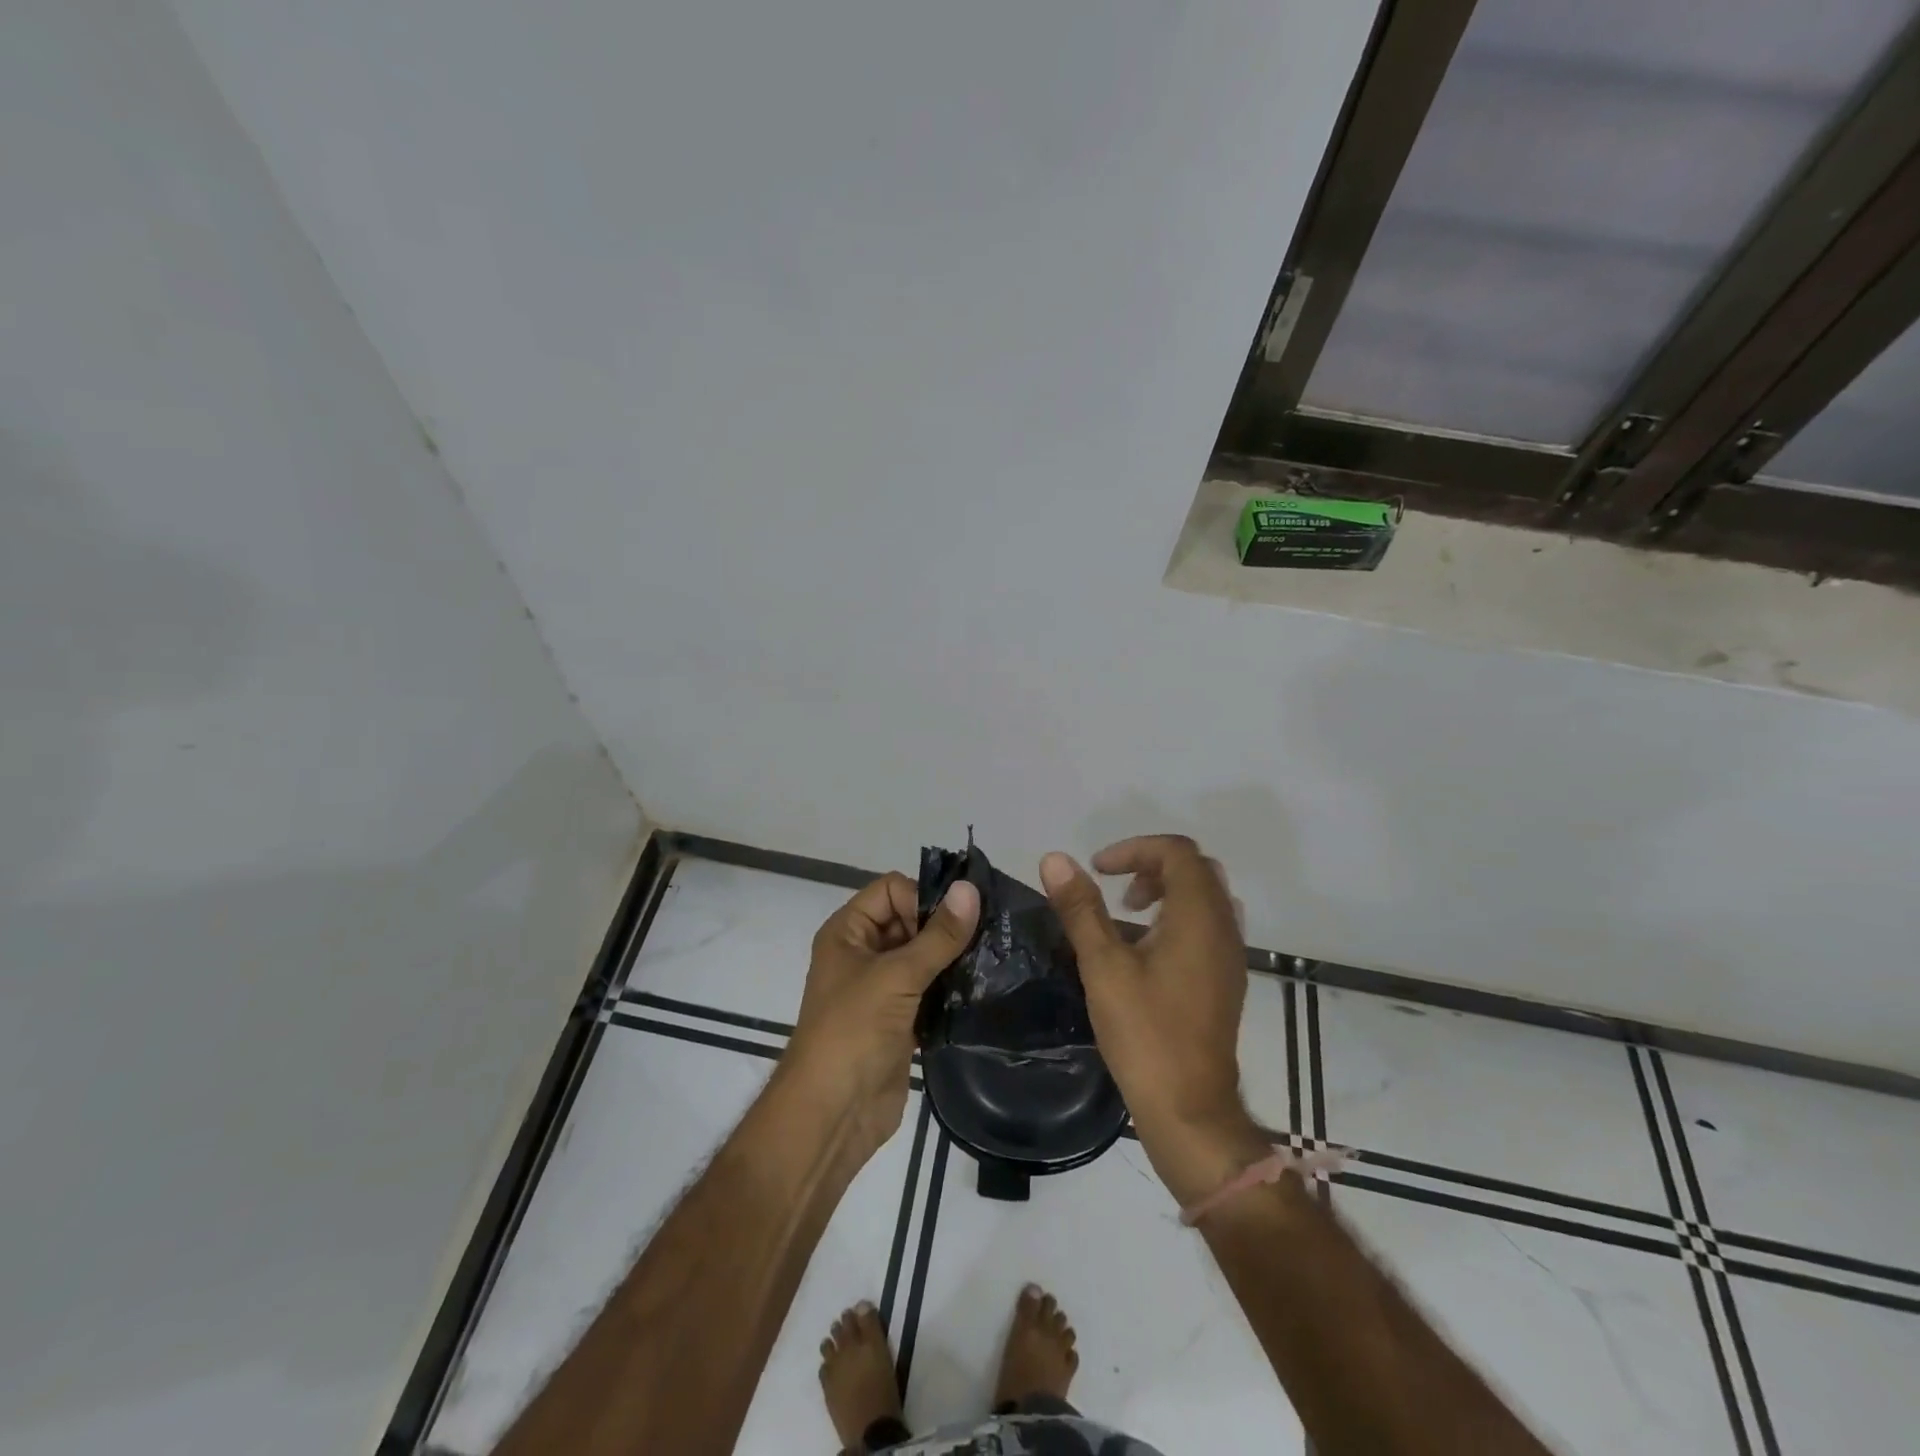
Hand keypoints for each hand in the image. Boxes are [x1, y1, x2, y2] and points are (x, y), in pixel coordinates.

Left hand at [784, 872, 978, 1159]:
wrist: (833, 1115)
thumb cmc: (852, 1032)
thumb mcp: (896, 977)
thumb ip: (938, 936)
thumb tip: (970, 889)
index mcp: (848, 932)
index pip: (891, 890)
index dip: (922, 898)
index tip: (955, 921)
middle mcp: (863, 953)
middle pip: (910, 920)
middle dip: (944, 927)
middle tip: (987, 935)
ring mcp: (882, 988)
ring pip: (924, 957)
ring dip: (953, 958)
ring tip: (991, 959)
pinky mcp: (901, 1019)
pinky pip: (931, 990)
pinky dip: (952, 988)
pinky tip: (983, 988)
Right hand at [1040, 837, 1268, 1203]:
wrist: (1190, 1108)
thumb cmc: (1145, 1032)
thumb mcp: (1103, 965)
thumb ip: (1081, 908)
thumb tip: (1055, 859)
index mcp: (1199, 916)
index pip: (1178, 852)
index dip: (1135, 848)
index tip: (1097, 869)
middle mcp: (1224, 927)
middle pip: (1195, 869)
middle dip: (1151, 866)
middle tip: (1114, 887)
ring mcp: (1230, 955)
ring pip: (1204, 898)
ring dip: (1165, 891)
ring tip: (1125, 914)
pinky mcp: (1225, 980)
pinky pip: (1207, 926)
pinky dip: (1176, 918)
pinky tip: (1143, 950)